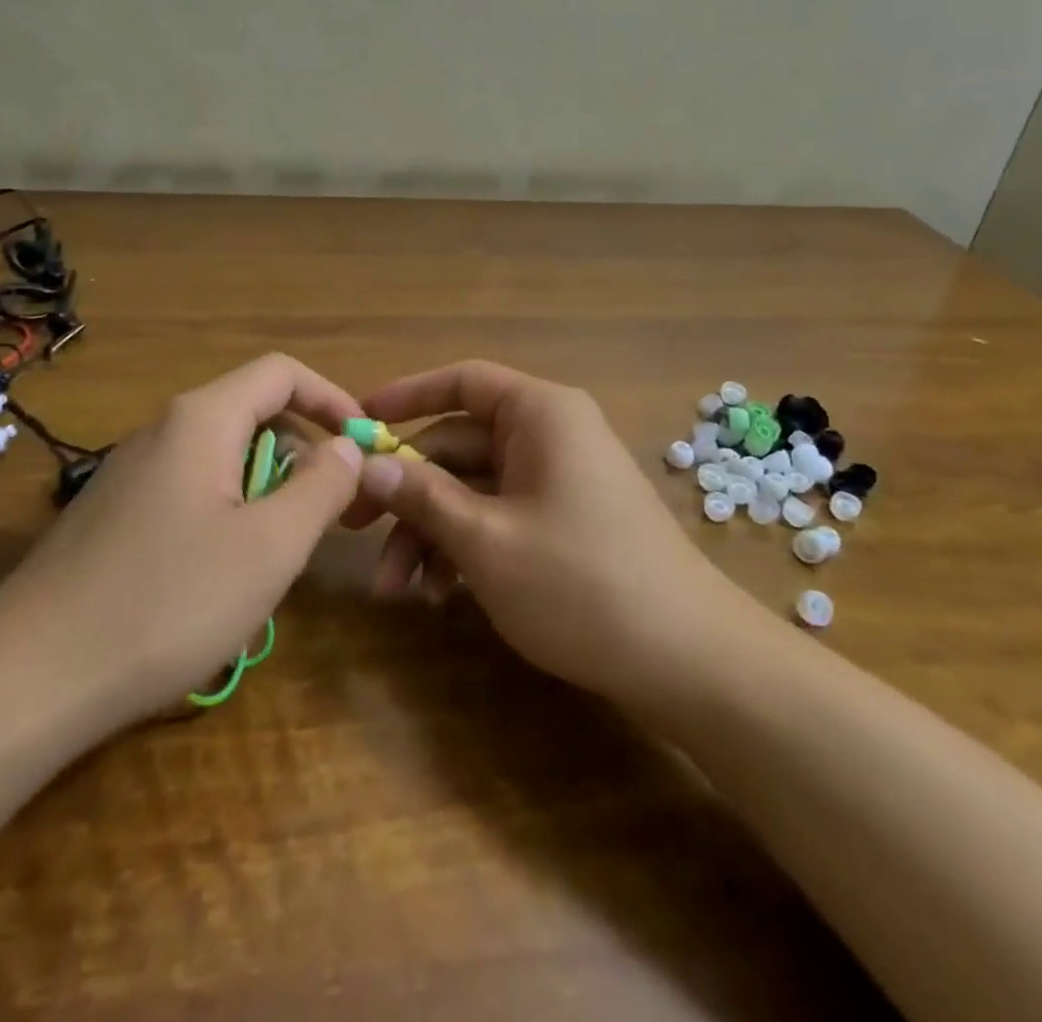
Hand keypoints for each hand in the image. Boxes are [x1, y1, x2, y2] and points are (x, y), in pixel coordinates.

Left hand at [0, 355, 365, 736]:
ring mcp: (131, 475)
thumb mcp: (270, 546)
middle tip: (331, 515)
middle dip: (304, 455)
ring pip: (223, 461)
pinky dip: (228, 518)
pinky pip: (191, 495)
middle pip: (254, 415)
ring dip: (267, 494)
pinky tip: (221, 582)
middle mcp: (162, 432)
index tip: (365, 445)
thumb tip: (346, 447)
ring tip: (280, 556)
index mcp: (202, 420)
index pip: (282, 373)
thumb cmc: (166, 602)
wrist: (24, 683)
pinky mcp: (113, 518)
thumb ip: (322, 486)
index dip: (333, 399)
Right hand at [346, 361, 753, 708]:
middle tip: (353, 531)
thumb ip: (422, 495)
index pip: (461, 381)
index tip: (356, 425)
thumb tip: (367, 464)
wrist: (688, 660)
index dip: (405, 397)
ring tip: (397, 591)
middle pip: (459, 444)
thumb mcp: (485, 540)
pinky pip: (502, 517)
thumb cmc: (580, 583)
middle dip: (408, 493)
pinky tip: (442, 597)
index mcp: (540, 414)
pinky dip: (467, 548)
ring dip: (432, 532)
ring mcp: (560, 480)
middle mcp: (551, 435)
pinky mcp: (566, 522)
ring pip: (475, 489)